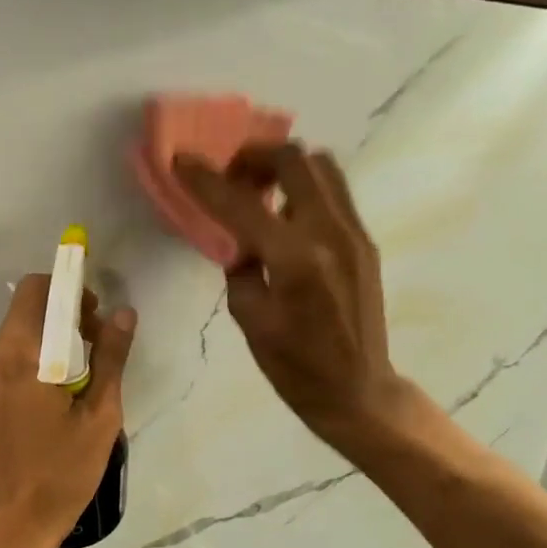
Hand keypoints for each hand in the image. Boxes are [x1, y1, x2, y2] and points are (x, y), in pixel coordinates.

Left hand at [0, 275, 136, 547]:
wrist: (5, 531)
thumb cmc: (60, 476)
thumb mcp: (99, 419)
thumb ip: (111, 359)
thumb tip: (123, 314)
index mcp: (20, 355)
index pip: (37, 289)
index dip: (68, 290)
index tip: (93, 315)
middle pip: (23, 318)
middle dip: (59, 323)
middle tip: (92, 356)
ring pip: (9, 347)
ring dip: (40, 352)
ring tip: (67, 392)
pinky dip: (19, 377)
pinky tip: (37, 416)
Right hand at [177, 143, 407, 454]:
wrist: (357, 389)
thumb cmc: (295, 367)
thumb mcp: (251, 320)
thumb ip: (240, 267)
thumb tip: (240, 239)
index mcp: (294, 260)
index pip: (241, 204)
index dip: (206, 179)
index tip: (182, 161)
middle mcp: (329, 233)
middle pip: (293, 160)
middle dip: (254, 158)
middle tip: (231, 180)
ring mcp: (354, 233)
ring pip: (321, 166)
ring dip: (284, 168)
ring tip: (260, 194)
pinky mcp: (364, 240)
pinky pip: (333, 191)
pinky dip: (304, 188)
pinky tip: (286, 217)